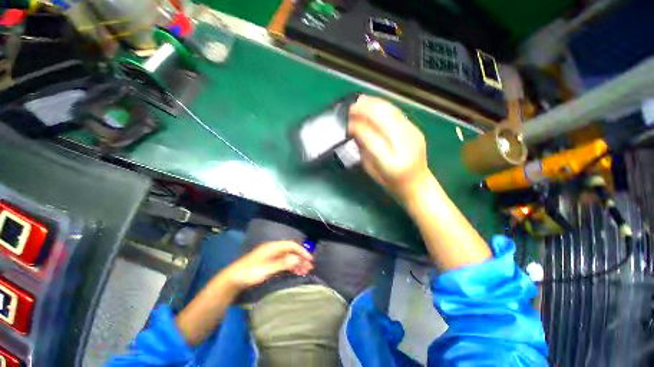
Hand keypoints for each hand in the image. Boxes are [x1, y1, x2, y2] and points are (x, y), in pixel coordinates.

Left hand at [224, 241, 313, 290]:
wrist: (233, 279)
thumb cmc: (250, 273)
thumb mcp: (267, 269)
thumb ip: (283, 263)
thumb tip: (298, 258)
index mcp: (273, 247)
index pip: (292, 246)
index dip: (302, 251)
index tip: (310, 259)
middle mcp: (274, 249)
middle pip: (291, 251)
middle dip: (301, 258)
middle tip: (310, 267)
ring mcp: (271, 256)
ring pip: (288, 257)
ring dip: (297, 263)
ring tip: (305, 271)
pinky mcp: (269, 263)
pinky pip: (283, 263)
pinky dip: (290, 266)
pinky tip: (296, 271)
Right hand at [348, 95, 429, 201]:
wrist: (418, 184)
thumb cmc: (391, 182)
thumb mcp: (372, 170)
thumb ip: (363, 150)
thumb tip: (354, 129)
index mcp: (391, 164)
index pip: (371, 138)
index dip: (358, 127)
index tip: (347, 122)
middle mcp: (405, 146)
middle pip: (384, 120)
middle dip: (366, 110)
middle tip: (352, 106)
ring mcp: (414, 135)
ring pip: (392, 112)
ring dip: (374, 104)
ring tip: (361, 101)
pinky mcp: (416, 129)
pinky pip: (398, 113)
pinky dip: (384, 106)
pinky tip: (374, 104)